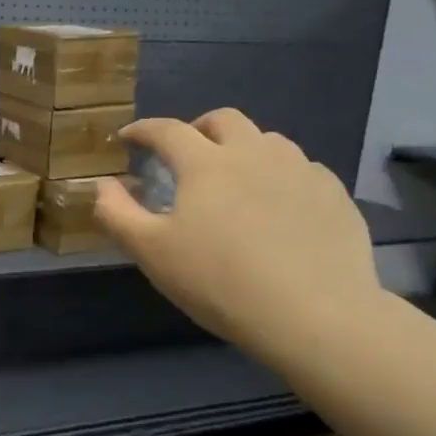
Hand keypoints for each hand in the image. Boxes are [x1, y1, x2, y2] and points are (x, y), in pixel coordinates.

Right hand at [94, 109, 380, 366]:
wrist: (314, 315)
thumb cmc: (219, 282)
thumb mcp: (152, 253)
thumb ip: (117, 214)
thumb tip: (102, 185)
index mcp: (206, 163)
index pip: (167, 130)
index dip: (143, 130)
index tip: (129, 137)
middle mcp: (255, 153)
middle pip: (224, 120)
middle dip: (198, 128)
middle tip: (186, 153)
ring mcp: (301, 171)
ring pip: (268, 141)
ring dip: (243, 149)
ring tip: (235, 179)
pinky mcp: (334, 195)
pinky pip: (302, 170)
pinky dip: (280, 177)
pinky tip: (279, 207)